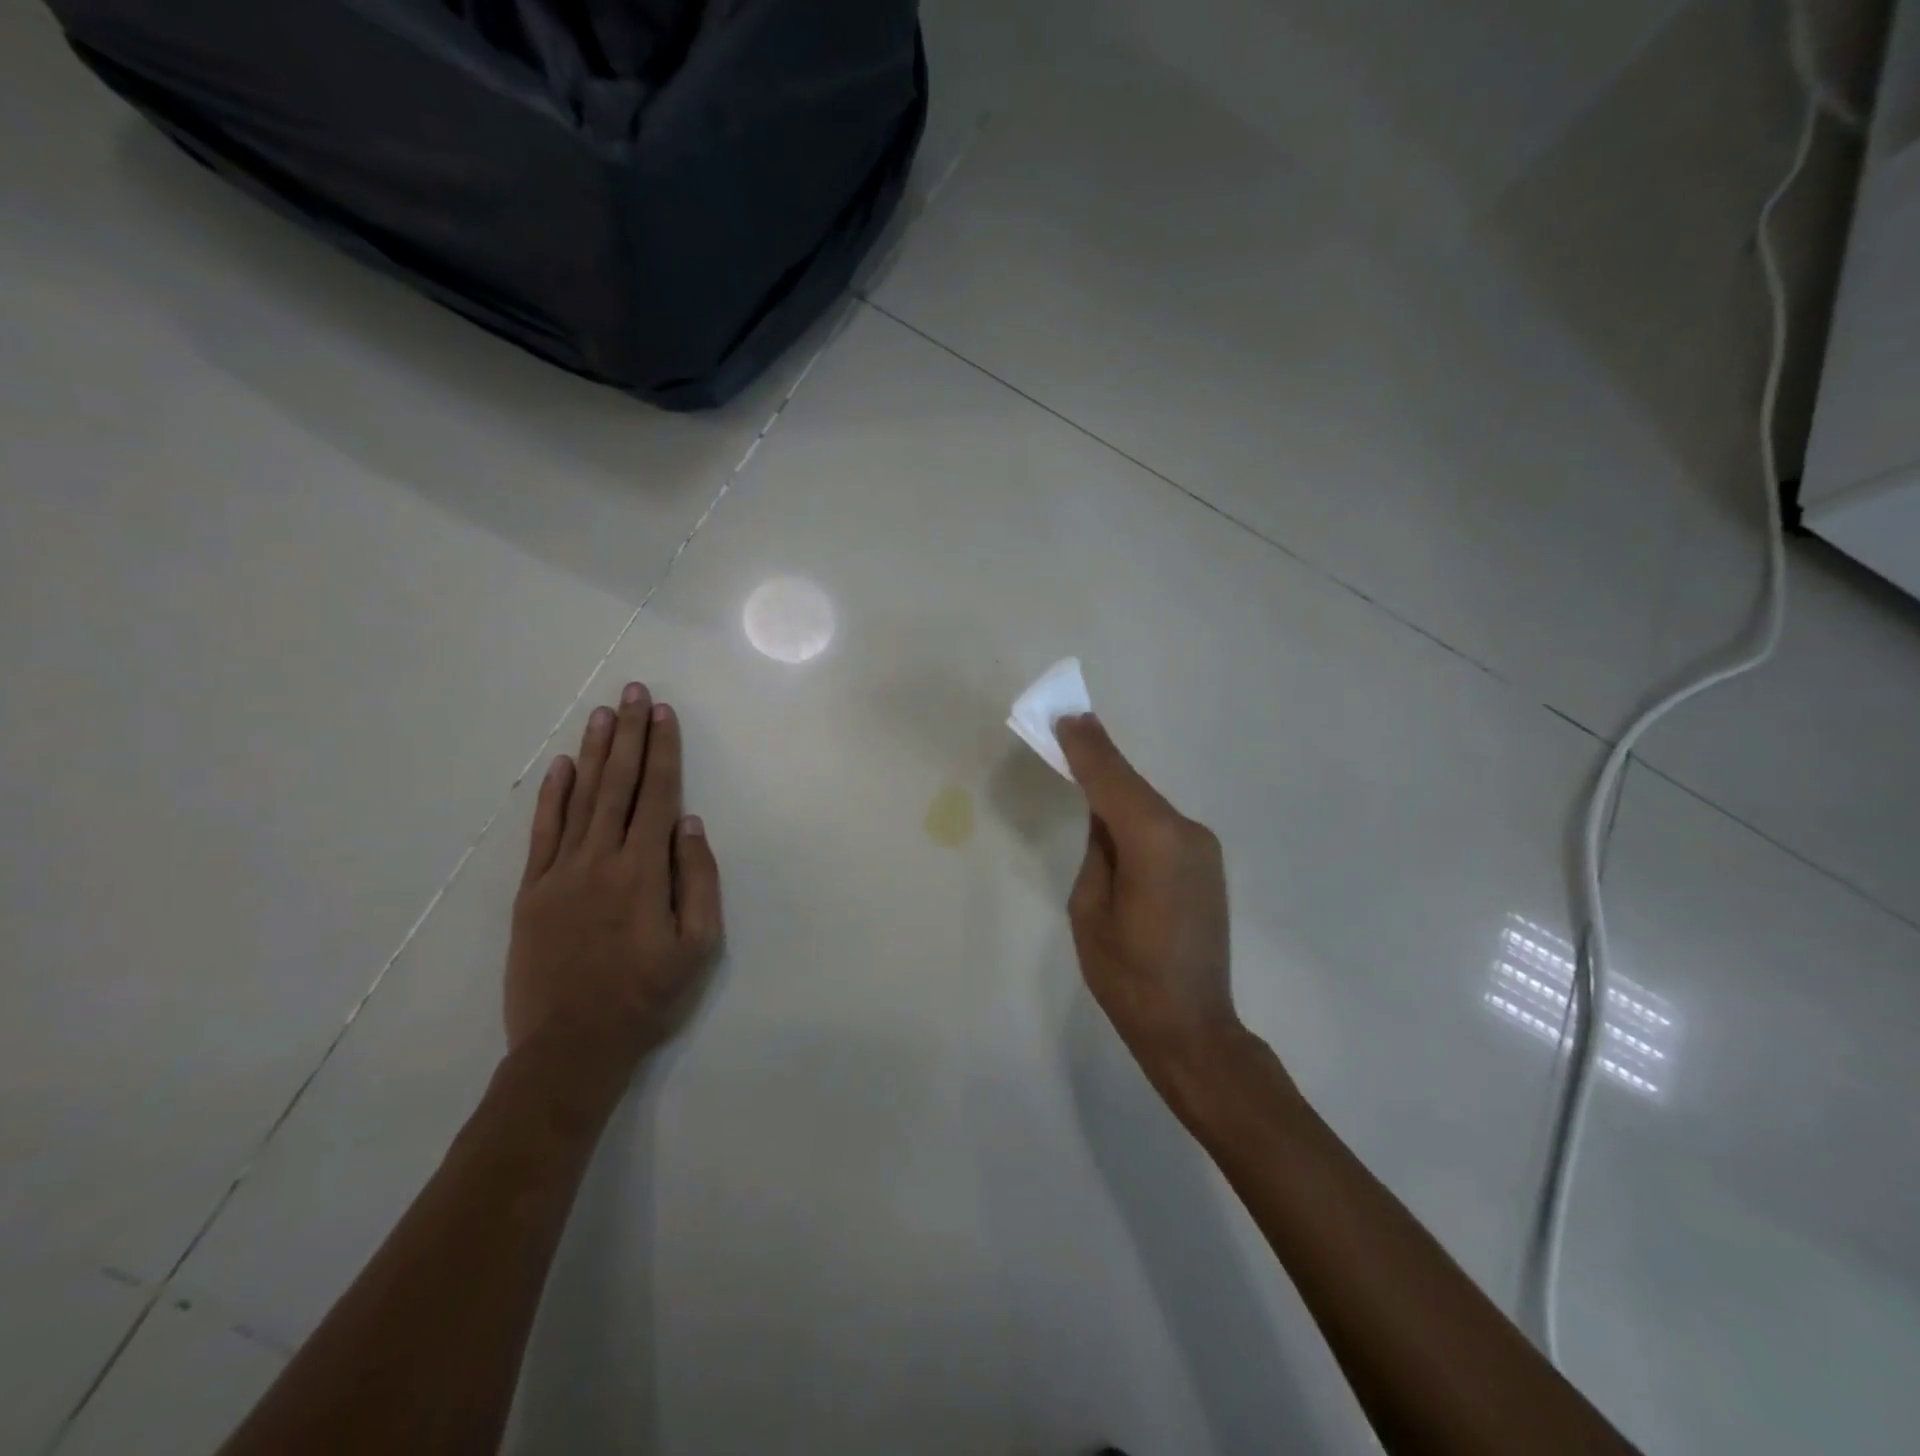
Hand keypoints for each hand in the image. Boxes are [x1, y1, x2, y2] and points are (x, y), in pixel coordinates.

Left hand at [507, 683, 722, 1080]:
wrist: (571, 1046)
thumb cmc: (647, 996)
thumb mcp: (698, 946)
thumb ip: (698, 881)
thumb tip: (691, 825)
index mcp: (644, 871)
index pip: (657, 796)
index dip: (663, 751)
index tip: (663, 714)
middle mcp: (601, 860)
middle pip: (619, 785)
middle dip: (629, 736)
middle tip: (633, 692)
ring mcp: (561, 873)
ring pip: (582, 799)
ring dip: (595, 753)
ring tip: (604, 714)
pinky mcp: (533, 892)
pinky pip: (543, 833)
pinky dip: (553, 796)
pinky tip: (563, 767)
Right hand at [1056, 714, 1239, 1079]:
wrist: (1192, 1026)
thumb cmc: (1127, 975)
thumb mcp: (1090, 909)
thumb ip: (1098, 850)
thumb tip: (1104, 817)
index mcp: (1155, 843)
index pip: (1113, 782)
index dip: (1087, 748)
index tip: (1065, 717)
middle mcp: (1187, 834)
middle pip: (1133, 787)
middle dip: (1100, 761)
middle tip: (1067, 729)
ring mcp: (1203, 849)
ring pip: (1148, 805)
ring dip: (1117, 788)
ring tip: (1083, 765)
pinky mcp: (1207, 864)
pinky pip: (1162, 826)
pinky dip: (1135, 813)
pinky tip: (1113, 814)